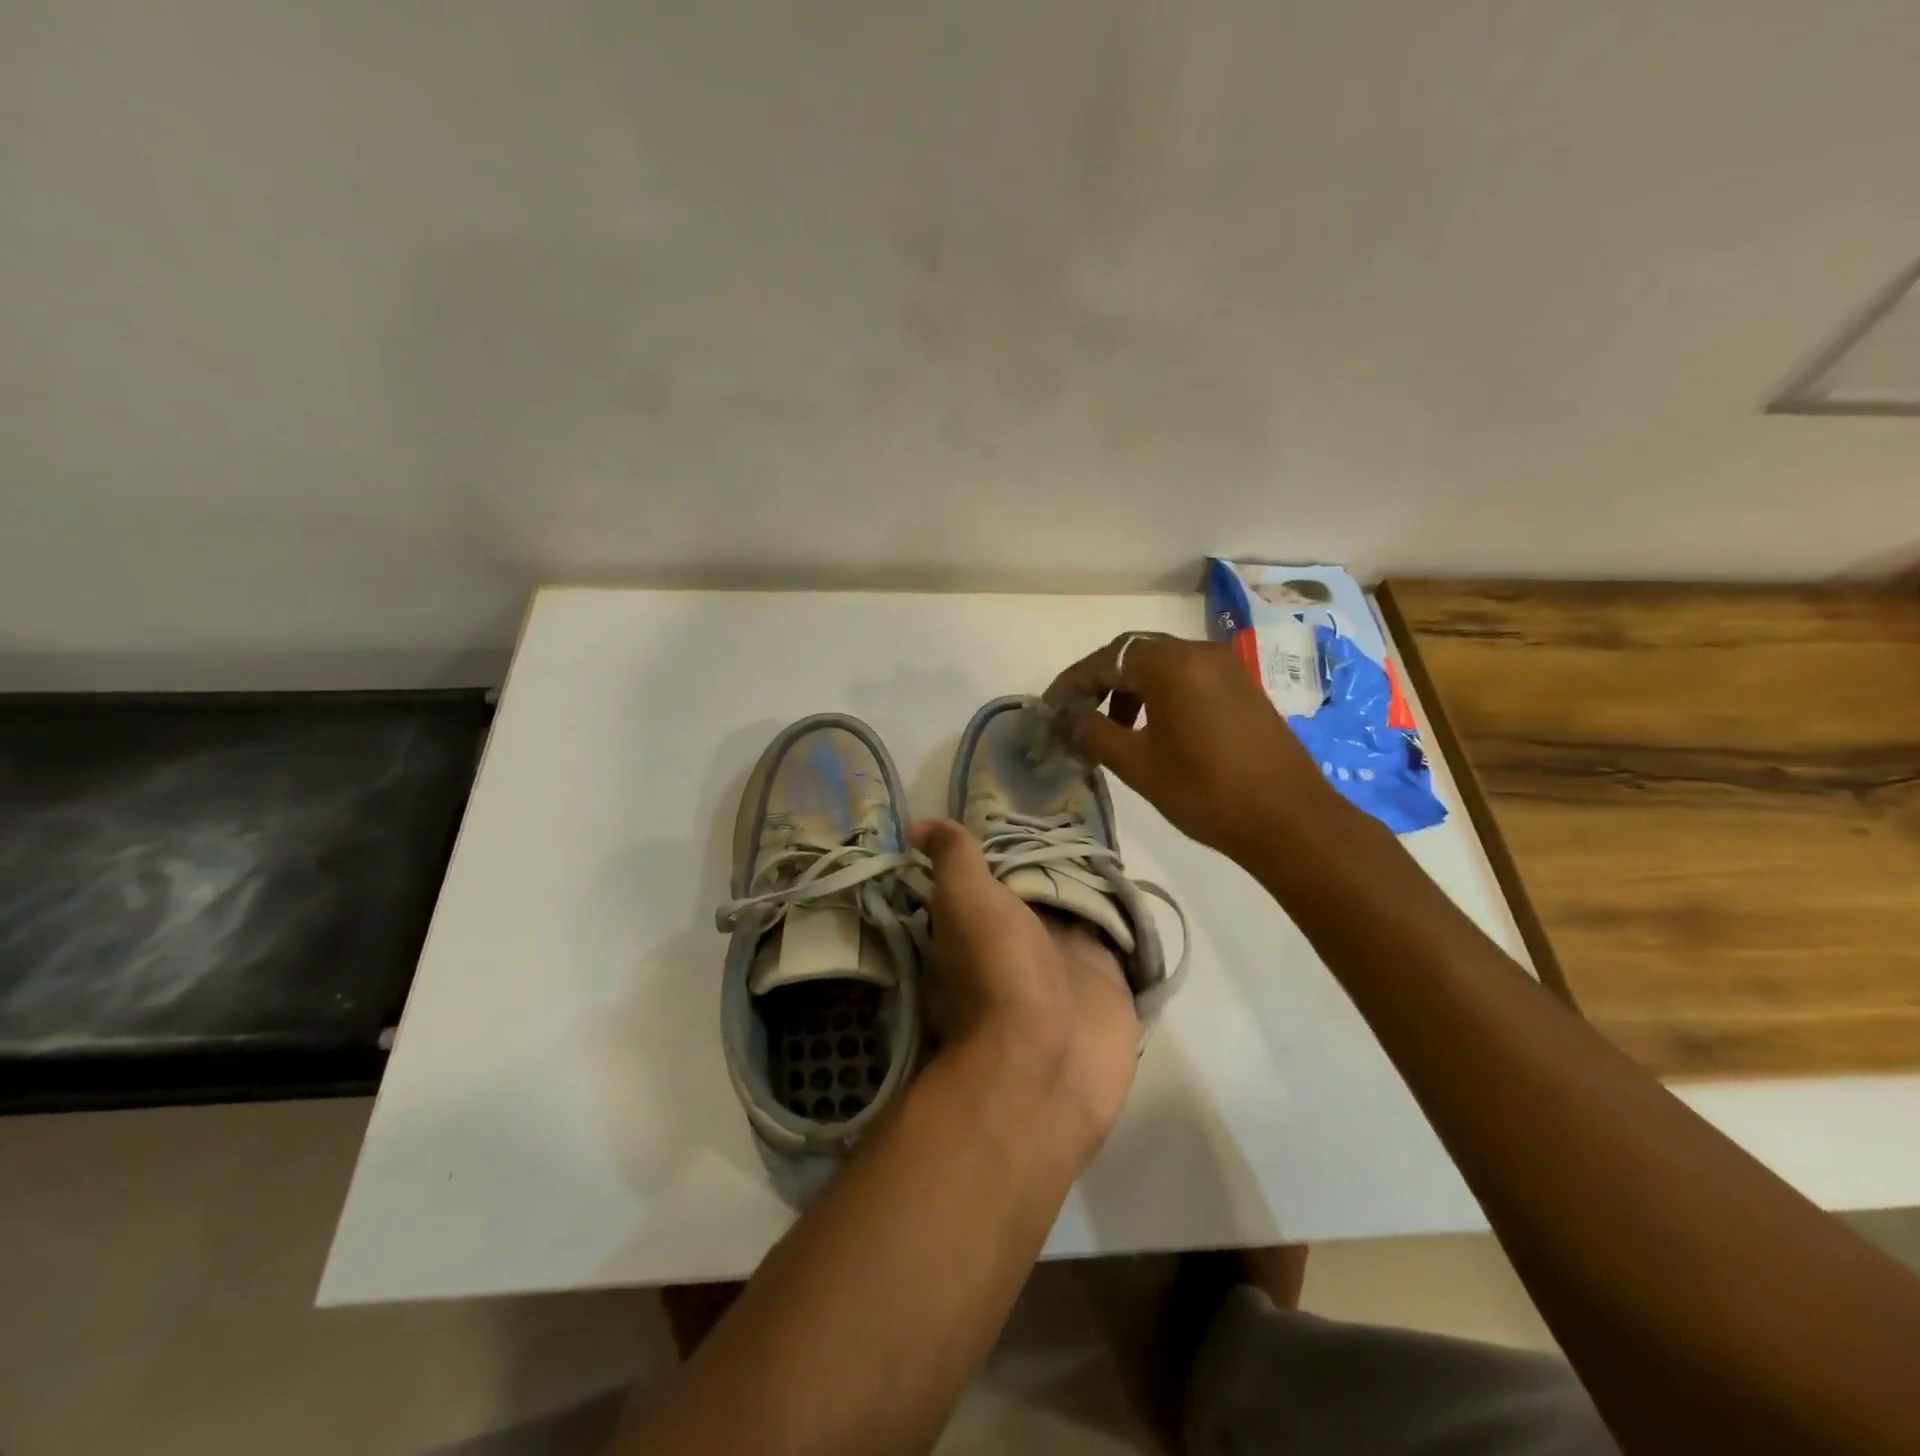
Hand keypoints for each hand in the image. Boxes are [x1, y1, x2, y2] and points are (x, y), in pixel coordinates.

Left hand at [910, 819, 1139, 1157]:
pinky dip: (1128, 920)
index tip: (1030, 807)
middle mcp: (1025, 941)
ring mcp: (1069, 964)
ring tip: (1115, 841)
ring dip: (1096, 887)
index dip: (1012, 843)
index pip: (999, 873)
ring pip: (1084, 913)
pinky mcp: (1110, 982)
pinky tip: (1139, 890)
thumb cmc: (997, 971)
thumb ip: (952, 859)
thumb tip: (917, 824)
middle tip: (1084, 816)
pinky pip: (1121, 942)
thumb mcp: (964, 900)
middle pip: (1046, 889)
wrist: (1045, 1062)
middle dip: (1061, 859)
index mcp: (986, 922)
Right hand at [1045, 631, 1342, 862]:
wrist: (1289, 820)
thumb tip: (1067, 717)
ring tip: (1114, 729)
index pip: (1106, 659)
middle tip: (1078, 714)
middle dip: (1101, 681)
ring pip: (1164, 665)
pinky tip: (1154, 730)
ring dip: (1132, 688)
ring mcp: (1227, 668)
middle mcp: (1199, 653)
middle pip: (1135, 653)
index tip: (1050, 707)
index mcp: (1171, 664)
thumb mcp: (1137, 764)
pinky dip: (1161, 694)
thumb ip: (1094, 732)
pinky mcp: (1243, 688)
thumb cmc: (1205, 790)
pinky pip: (1189, 678)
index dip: (1073, 682)